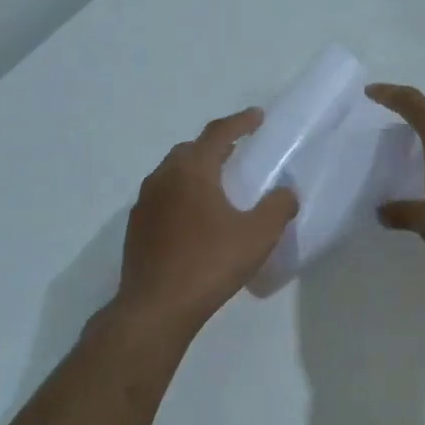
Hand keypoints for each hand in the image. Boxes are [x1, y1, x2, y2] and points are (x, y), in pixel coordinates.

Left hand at [116, 108, 298, 336]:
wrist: (156, 307)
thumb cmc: (209, 263)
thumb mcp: (258, 235)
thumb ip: (278, 207)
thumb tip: (287, 192)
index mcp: (192, 171)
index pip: (218, 133)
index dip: (240, 122)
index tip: (257, 117)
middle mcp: (163, 178)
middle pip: (190, 150)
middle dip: (215, 146)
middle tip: (238, 153)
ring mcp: (144, 203)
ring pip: (172, 173)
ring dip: (196, 171)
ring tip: (218, 186)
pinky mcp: (137, 227)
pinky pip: (163, 197)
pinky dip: (182, 195)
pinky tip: (196, 218)